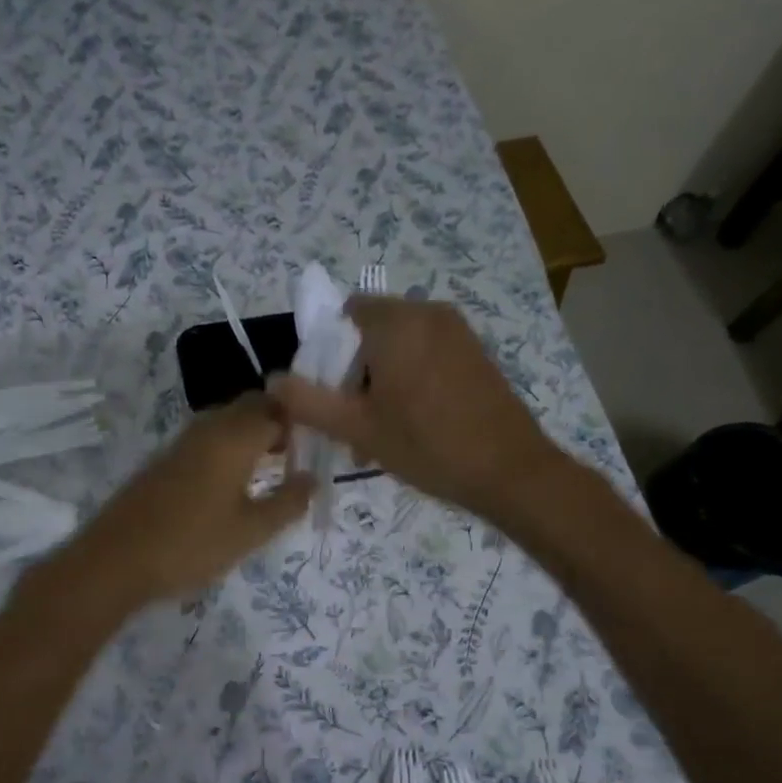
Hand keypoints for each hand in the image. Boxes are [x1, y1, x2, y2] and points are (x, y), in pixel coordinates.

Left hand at [68, 394, 313, 603]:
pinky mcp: (163, 462)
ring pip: (225, 423)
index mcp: (233, 437)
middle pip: (249, 408)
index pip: (276, 408)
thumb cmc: (192, 545)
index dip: (299, 422)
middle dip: (275, 424)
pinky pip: (206, 441)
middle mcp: (207, 429)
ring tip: (268, 472)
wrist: (116, 561)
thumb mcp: (251, 532)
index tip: (313, 448)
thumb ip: (288, 503)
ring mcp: (180, 444)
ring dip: (250, 437)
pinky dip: (226, 451)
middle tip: (293, 458)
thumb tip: (312, 479)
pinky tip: (230, 486)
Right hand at [268, 296, 557, 522]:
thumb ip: (309, 402)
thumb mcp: (359, 428)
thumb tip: (271, 381)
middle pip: (371, 331)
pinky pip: (427, 355)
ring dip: (380, 382)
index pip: (344, 313)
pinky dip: (409, 381)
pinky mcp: (475, 353)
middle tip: (352, 423)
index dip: (327, 351)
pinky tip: (411, 425)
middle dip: (354, 373)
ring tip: (379, 433)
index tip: (329, 394)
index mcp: (397, 321)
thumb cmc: (428, 446)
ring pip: (399, 347)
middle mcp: (428, 312)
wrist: (510, 470)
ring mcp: (457, 331)